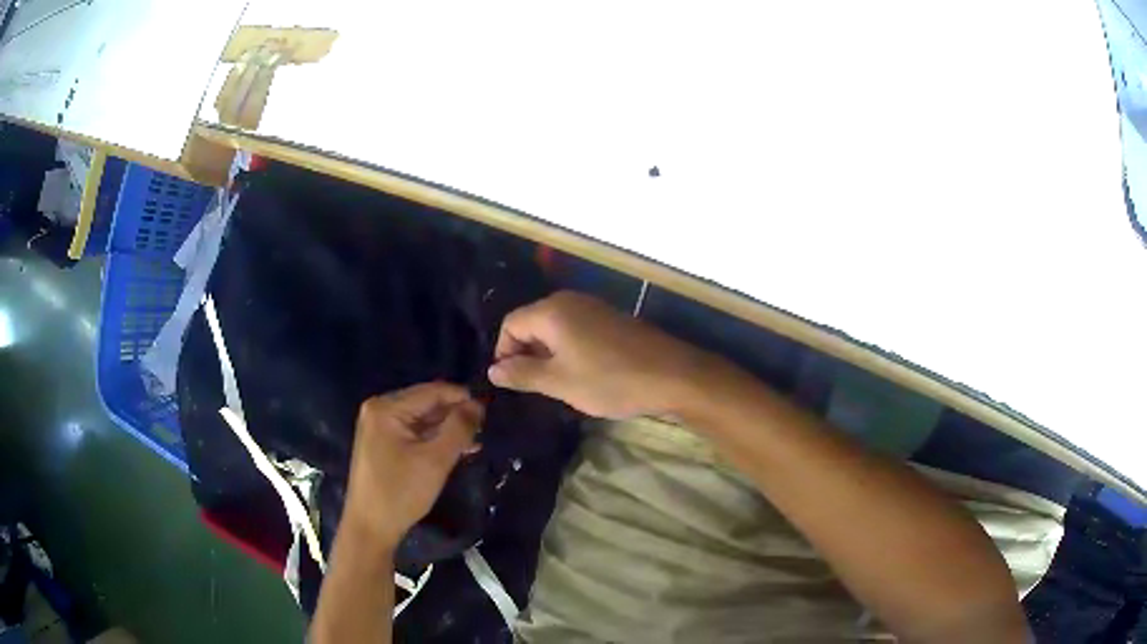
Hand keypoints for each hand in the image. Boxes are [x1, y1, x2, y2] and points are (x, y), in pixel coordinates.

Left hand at [342, 383, 482, 554]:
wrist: (371, 527)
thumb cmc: (401, 493)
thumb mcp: (436, 460)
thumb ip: (459, 428)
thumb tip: (478, 404)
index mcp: (387, 407)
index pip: (433, 391)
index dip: (463, 398)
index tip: (490, 412)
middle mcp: (379, 409)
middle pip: (427, 403)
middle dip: (455, 415)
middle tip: (485, 430)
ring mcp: (379, 426)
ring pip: (422, 419)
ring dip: (448, 429)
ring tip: (476, 442)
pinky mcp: (382, 443)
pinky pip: (414, 432)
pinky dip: (434, 439)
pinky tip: (457, 450)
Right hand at [488, 291, 720, 417]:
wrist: (672, 375)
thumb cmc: (610, 380)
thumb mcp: (560, 382)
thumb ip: (522, 374)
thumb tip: (493, 369)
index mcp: (552, 311)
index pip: (510, 324)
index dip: (504, 353)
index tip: (512, 382)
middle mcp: (570, 301)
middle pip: (532, 323)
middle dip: (526, 354)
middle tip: (534, 387)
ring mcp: (594, 308)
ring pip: (555, 329)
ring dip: (548, 355)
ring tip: (558, 384)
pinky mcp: (612, 320)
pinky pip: (577, 331)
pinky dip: (570, 350)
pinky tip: (583, 374)